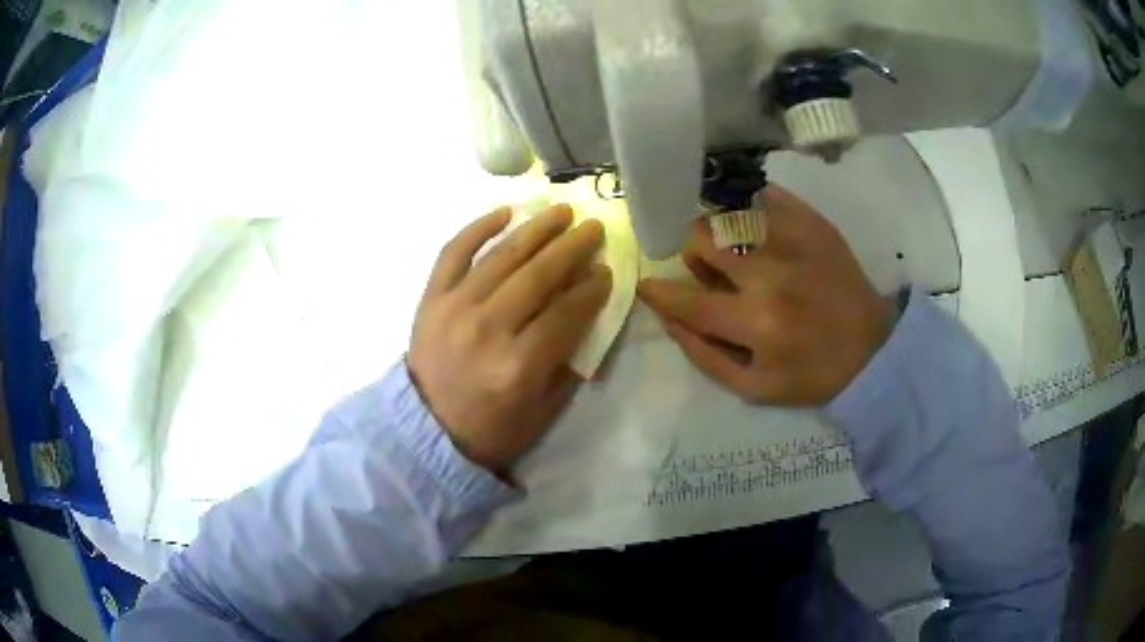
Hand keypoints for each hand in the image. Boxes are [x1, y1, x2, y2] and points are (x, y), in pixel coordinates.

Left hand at [408, 205, 611, 473]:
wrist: (426, 430)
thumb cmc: (491, 428)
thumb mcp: (543, 410)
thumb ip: (568, 360)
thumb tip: (585, 308)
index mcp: (519, 366)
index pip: (567, 312)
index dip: (592, 288)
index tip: (606, 270)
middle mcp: (488, 329)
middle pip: (539, 275)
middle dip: (572, 247)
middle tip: (593, 227)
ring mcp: (455, 308)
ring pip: (503, 256)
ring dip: (537, 229)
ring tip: (561, 212)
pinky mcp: (431, 298)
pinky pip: (454, 252)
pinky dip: (478, 228)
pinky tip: (505, 212)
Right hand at [638, 186, 893, 405]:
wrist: (873, 349)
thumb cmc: (811, 374)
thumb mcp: (753, 388)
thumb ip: (703, 355)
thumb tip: (666, 316)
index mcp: (756, 322)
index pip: (687, 298)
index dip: (659, 291)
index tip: (648, 283)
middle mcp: (771, 273)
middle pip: (702, 236)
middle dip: (693, 252)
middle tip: (708, 266)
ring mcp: (794, 240)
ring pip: (729, 211)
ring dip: (719, 228)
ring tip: (734, 245)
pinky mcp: (813, 222)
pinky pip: (764, 195)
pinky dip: (748, 207)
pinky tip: (753, 223)